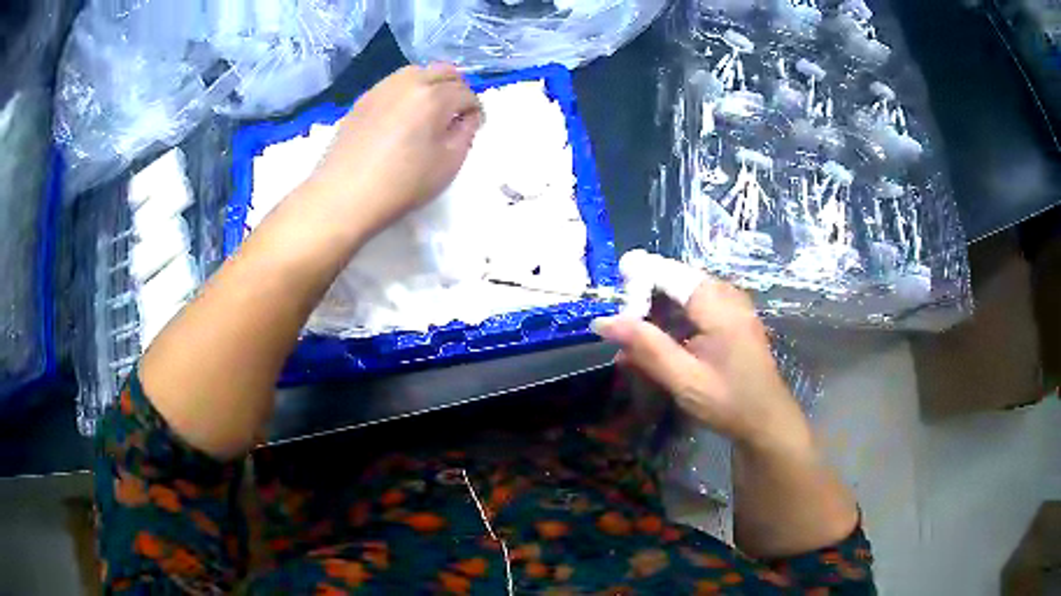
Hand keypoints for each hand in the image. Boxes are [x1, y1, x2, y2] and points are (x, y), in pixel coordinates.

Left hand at [307, 63, 481, 233]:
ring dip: (431, 85)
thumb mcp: (449, 163)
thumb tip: (466, 117)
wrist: (344, 196)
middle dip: (457, 89)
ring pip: (417, 72)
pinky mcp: (363, 99)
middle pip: (444, 72)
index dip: (475, 110)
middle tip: (456, 114)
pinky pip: (394, 84)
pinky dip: (407, 92)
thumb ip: (466, 133)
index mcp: (434, 96)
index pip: (467, 93)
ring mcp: (382, 87)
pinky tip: (402, 117)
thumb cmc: (402, 184)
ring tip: (429, 112)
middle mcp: (409, 82)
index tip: (474, 127)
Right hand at [593, 270, 811, 451]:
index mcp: (717, 304)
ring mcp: (731, 306)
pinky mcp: (731, 320)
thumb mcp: (683, 378)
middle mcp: (725, 295)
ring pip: (682, 295)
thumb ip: (645, 347)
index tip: (610, 308)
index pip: (666, 273)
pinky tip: (657, 350)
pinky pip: (695, 309)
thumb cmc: (729, 401)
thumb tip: (602, 322)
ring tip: (632, 348)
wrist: (767, 421)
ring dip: (656, 317)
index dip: (634, 282)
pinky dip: (673, 325)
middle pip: (674, 281)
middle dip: (643, 302)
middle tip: (620, 333)